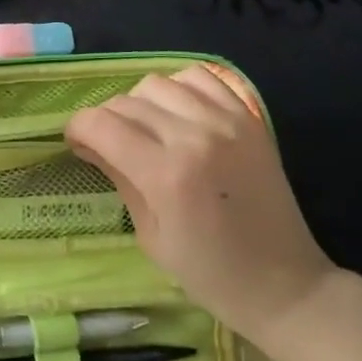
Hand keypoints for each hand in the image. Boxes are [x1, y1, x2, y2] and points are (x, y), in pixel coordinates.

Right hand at [66, 66, 333, 344]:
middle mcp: (193, 136)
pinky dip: (178, 87)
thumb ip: (119, 178)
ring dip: (140, 103)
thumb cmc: (211, 275)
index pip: (102, 124)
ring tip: (146, 129)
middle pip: (126, 102)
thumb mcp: (151, 236)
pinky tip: (177, 113)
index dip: (78, 128)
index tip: (76, 142)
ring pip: (157, 83)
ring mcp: (225, 120)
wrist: (285, 284)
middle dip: (105, 120)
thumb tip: (88, 143)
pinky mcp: (247, 115)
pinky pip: (200, 77)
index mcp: (166, 175)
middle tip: (108, 144)